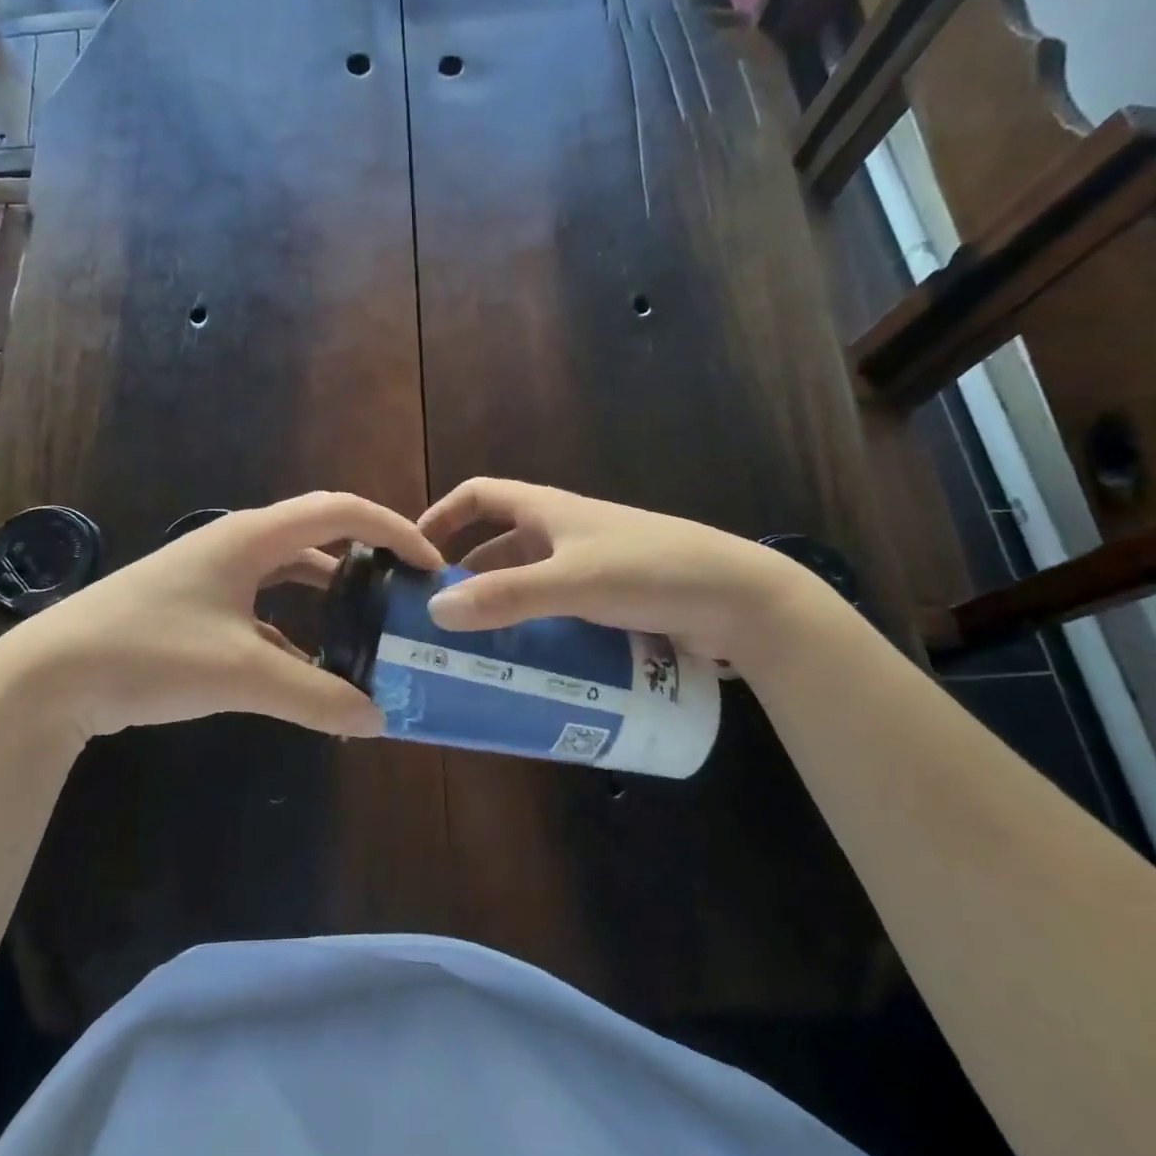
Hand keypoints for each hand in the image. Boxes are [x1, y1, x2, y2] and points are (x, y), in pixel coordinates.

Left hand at [0, 491, 443, 737]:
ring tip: (367, 625)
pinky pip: (263, 603)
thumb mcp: (241, 674)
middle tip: (403, 593)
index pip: (340, 512)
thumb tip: (377, 719)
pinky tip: (309, 662)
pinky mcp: (196, 604)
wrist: (50, 676)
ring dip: (330, 592)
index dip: (392, 529)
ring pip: (290, 570)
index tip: (428, 563)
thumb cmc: (150, 652)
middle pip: (318, 534)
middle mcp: (237, 543)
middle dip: (367, 557)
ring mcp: (213, 574)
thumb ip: (315, 696)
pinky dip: (295, 624)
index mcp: (252, 537)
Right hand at [418, 478, 831, 666]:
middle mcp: (564, 533)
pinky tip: (525, 660)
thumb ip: (507, 596)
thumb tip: (436, 611)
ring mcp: (590, 567)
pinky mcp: (612, 601)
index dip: (444, 514)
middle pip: (499, 545)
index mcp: (548, 511)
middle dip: (466, 574)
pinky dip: (534, 627)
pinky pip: (557, 609)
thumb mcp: (572, 582)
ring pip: (529, 581)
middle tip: (438, 616)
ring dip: (501, 605)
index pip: (479, 495)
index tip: (415, 550)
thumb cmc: (650, 571)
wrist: (740, 599)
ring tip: (473, 646)